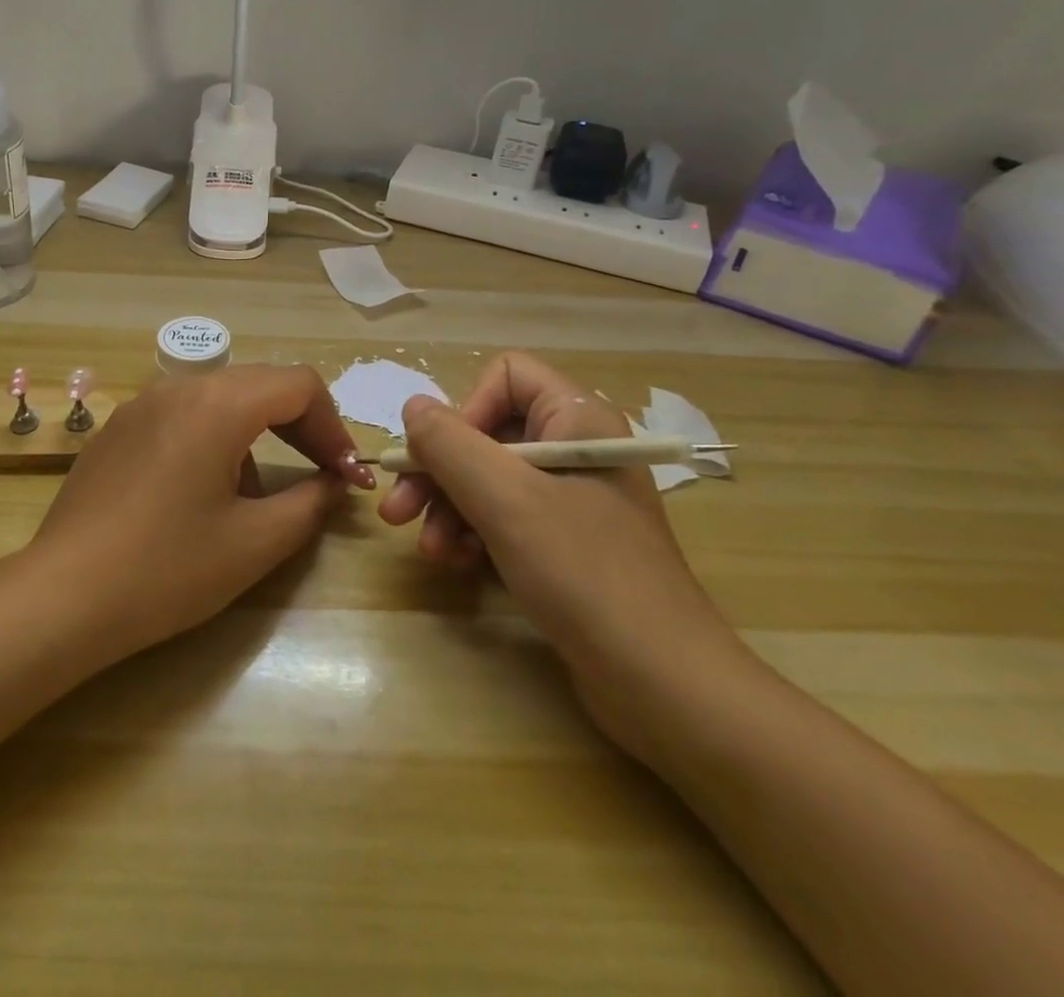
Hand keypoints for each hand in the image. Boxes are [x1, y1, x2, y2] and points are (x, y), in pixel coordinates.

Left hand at [26, 365, 372, 660]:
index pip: (298, 385)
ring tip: (252, 493)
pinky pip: (181, 414)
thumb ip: (310, 503)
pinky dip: (212, 436)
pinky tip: (197, 491)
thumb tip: (333, 482)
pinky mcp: (116, 428)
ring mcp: (140, 404)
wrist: (63, 597)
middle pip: (260, 384)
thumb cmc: (168, 570)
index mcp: (217, 404)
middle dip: (299, 425)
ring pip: (220, 397)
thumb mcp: (255, 543)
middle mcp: (178, 388)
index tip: (344, 473)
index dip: (333, 425)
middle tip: (320, 473)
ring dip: (255, 431)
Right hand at [378, 352, 749, 760]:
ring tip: (431, 552)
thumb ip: (450, 445)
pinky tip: (458, 564)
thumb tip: (413, 407)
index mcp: (577, 419)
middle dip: (439, 471)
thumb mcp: (506, 501)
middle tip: (398, 511)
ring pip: (489, 479)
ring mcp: (572, 499)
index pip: (506, 377)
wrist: (664, 687)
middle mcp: (575, 449)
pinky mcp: (566, 544)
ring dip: (449, 509)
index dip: (465, 409)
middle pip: (487, 432)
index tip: (441, 457)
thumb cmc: (585, 574)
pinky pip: (505, 518)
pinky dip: (474, 534)